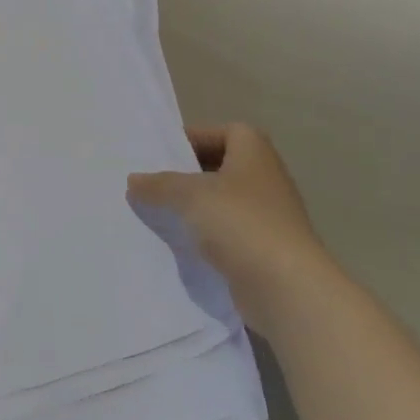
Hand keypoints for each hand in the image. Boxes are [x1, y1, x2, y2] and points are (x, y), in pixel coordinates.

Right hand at [128, 123, 335, 335]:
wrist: (285, 287)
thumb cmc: (240, 223)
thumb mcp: (190, 195)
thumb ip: (159, 185)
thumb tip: (134, 181)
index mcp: (255, 154)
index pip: (226, 132)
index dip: (196, 137)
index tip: (164, 153)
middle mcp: (265, 179)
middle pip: (221, 167)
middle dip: (188, 174)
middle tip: (153, 182)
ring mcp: (267, 217)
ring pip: (221, 203)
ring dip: (193, 207)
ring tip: (157, 212)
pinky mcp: (261, 249)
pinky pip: (225, 233)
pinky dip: (203, 235)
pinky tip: (177, 243)